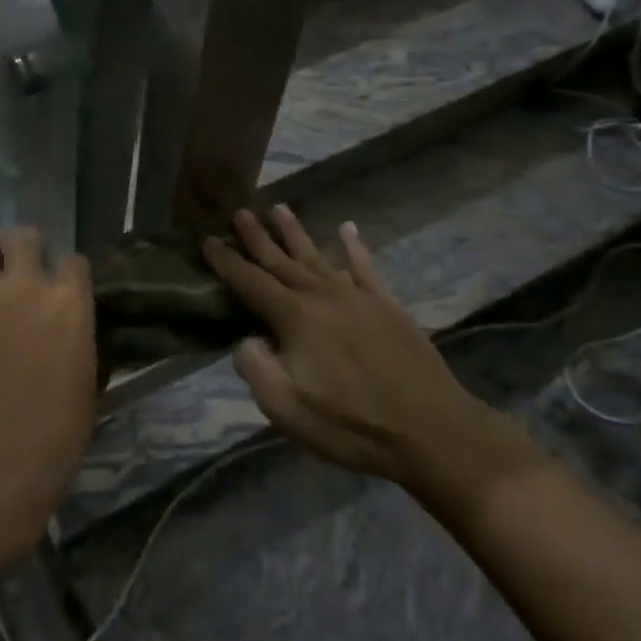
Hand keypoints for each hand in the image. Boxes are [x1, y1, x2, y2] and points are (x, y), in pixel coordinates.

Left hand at [0, 227, 96, 564]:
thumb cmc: (56, 430)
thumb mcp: (86, 374)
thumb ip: (75, 331)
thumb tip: (64, 319)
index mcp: (69, 301)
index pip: (73, 260)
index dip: (67, 273)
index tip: (61, 287)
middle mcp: (25, 283)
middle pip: (25, 236)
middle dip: (25, 249)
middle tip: (19, 272)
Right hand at [202, 207, 483, 486]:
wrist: (433, 431)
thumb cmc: (352, 425)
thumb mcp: (286, 408)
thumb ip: (256, 368)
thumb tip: (247, 339)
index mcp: (295, 318)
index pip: (250, 282)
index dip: (227, 261)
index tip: (208, 239)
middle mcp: (322, 296)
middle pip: (281, 260)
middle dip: (257, 236)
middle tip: (239, 211)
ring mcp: (358, 297)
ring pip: (318, 256)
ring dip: (295, 233)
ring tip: (278, 208)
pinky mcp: (388, 306)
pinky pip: (366, 268)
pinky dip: (354, 247)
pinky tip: (347, 229)